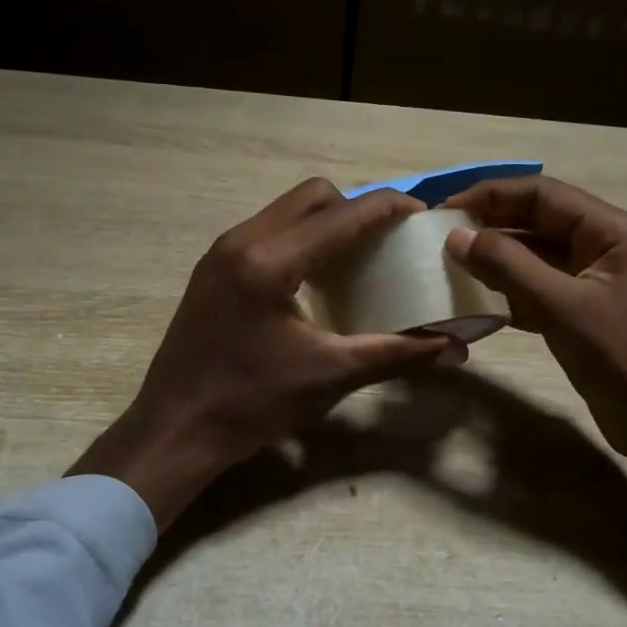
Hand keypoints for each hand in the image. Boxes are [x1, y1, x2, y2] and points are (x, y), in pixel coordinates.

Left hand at [72, 179, 452, 526]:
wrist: (174, 431)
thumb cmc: (252, 404)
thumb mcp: (331, 376)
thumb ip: (395, 353)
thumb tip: (451, 347)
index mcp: (270, 261)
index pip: (344, 214)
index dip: (390, 208)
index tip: (423, 216)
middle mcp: (242, 241)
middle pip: (313, 196)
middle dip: (356, 208)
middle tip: (386, 241)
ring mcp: (221, 253)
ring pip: (286, 211)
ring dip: (326, 223)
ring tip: (357, 258)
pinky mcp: (212, 270)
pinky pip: (267, 233)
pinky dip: (300, 241)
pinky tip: (316, 281)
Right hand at [444, 176, 626, 535]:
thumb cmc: (622, 359)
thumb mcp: (563, 308)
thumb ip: (508, 266)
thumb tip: (457, 235)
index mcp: (613, 231)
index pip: (543, 194)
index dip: (491, 196)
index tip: (445, 208)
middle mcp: (605, 244)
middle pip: (538, 220)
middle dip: (490, 226)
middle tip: (439, 237)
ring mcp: (594, 278)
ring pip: (535, 255)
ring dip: (496, 260)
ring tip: (450, 266)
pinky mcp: (583, 310)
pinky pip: (538, 287)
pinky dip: (508, 291)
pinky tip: (475, 300)